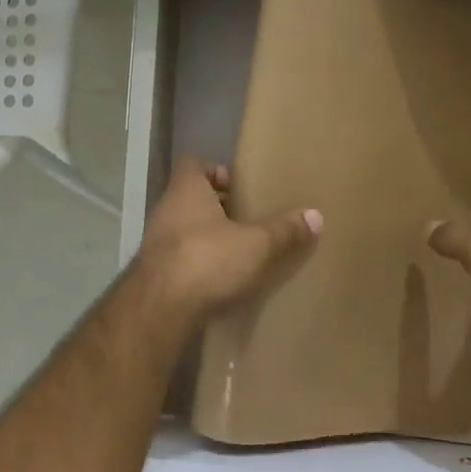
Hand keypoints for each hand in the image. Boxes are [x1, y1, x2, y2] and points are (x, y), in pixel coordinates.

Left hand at [135, 158, 320, 323]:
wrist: (160, 307)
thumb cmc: (207, 259)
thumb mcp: (256, 244)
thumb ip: (284, 231)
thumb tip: (316, 215)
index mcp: (186, 189)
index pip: (193, 163)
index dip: (214, 170)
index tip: (238, 186)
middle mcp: (166, 208)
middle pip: (190, 196)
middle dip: (216, 206)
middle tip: (246, 219)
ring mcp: (156, 241)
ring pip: (184, 228)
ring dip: (207, 236)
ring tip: (238, 251)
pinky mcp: (154, 272)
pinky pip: (179, 257)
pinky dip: (197, 263)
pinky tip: (219, 280)